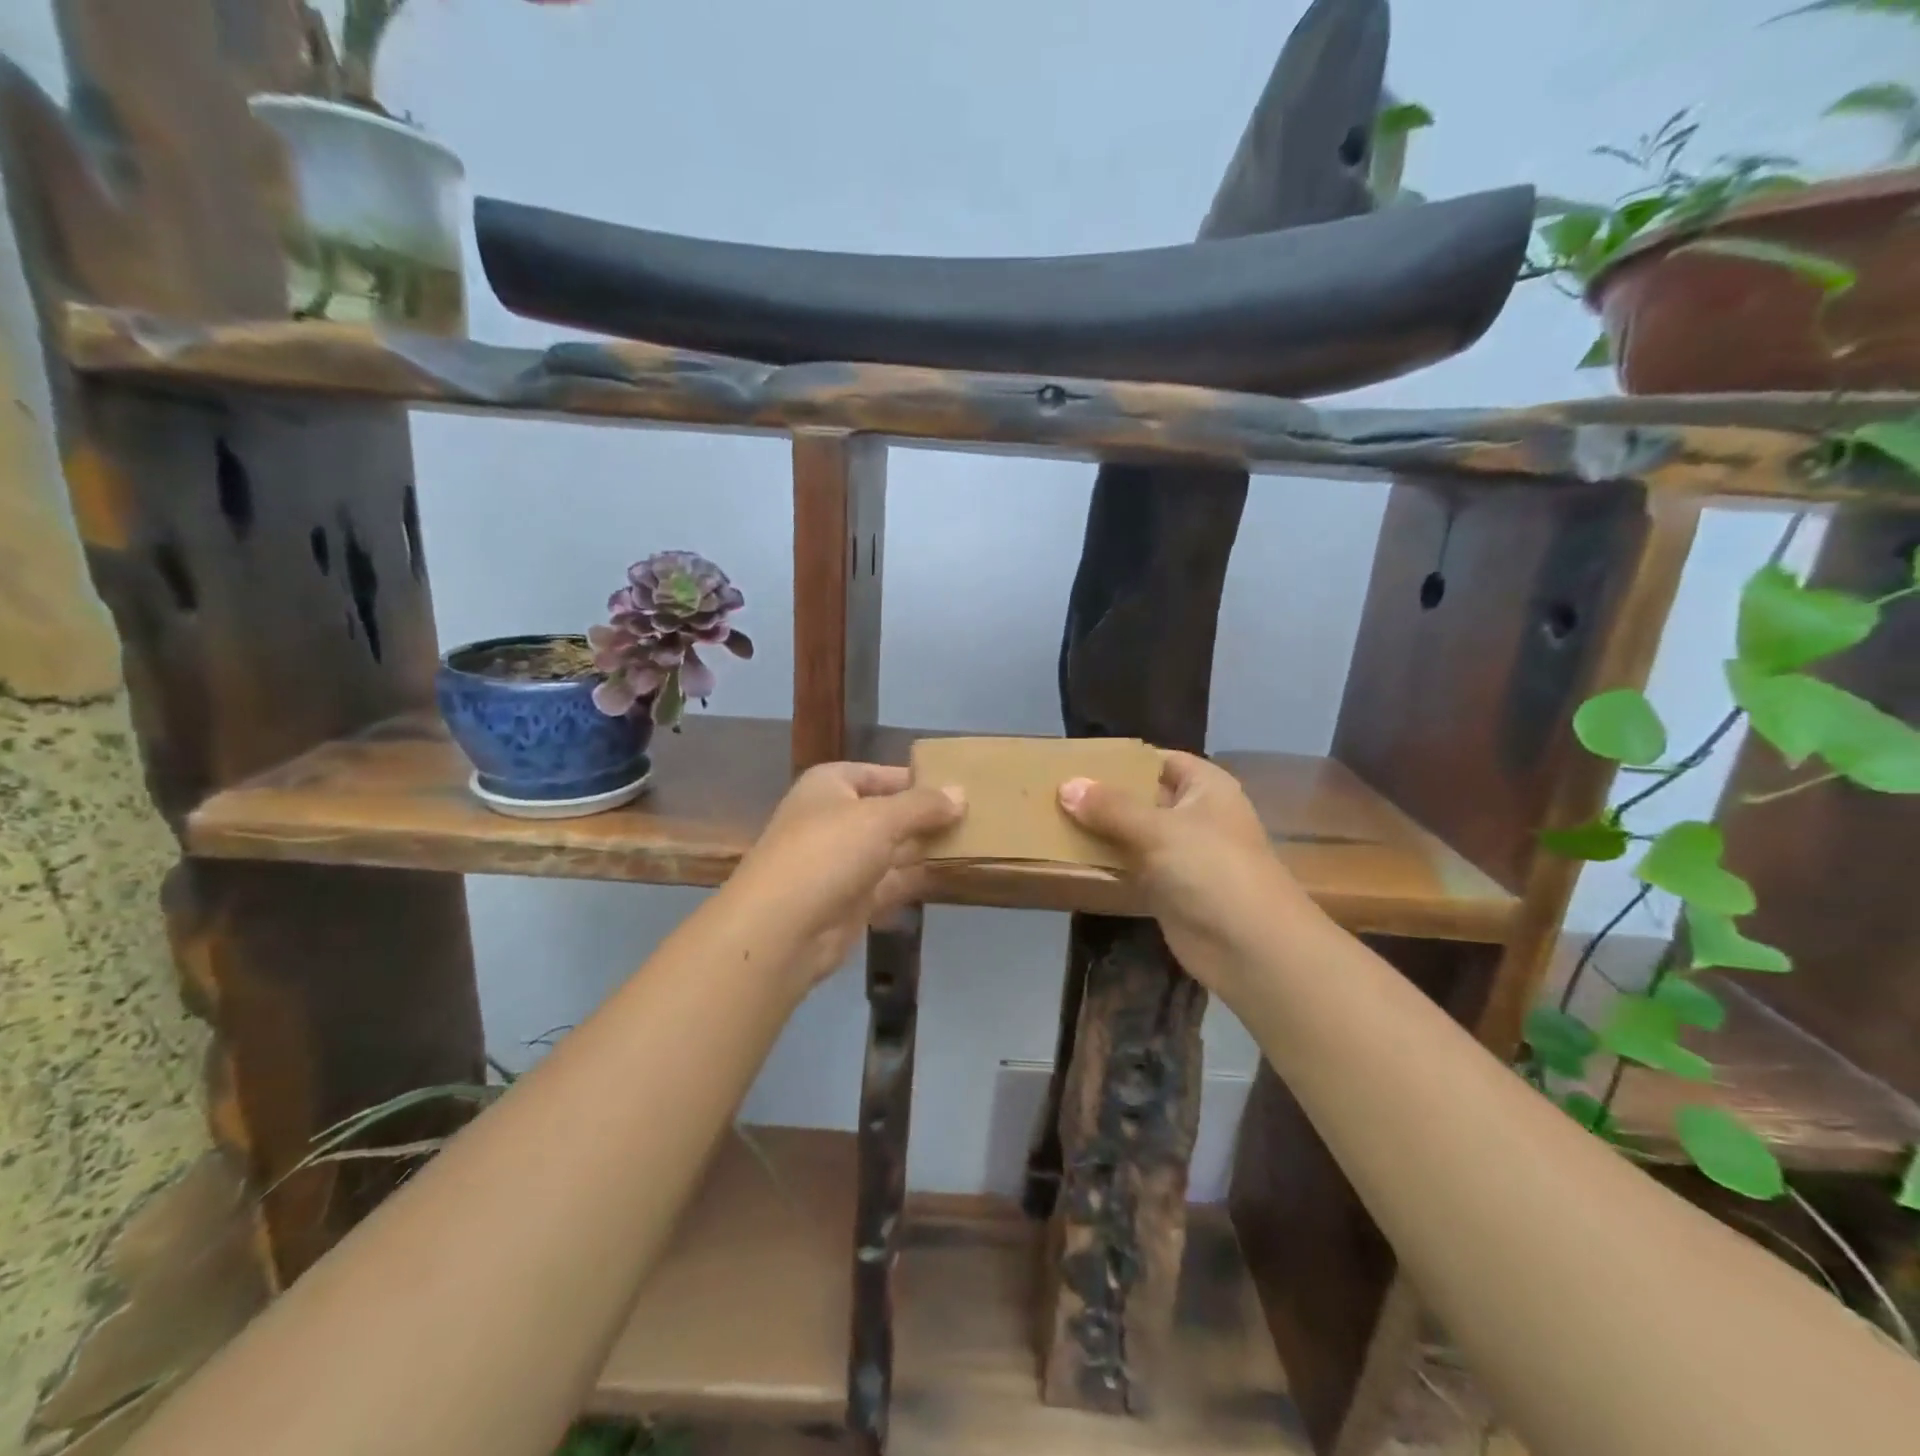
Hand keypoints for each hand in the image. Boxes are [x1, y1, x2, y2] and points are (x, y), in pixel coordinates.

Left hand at [731, 762, 964, 985]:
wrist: (782, 928)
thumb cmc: (828, 852)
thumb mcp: (880, 818)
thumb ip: (923, 805)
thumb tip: (961, 793)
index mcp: (830, 786)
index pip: (879, 774)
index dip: (916, 779)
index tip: (958, 785)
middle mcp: (834, 819)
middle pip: (889, 812)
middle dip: (927, 815)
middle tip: (978, 815)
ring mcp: (841, 862)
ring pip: (893, 849)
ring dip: (927, 847)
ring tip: (975, 841)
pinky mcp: (852, 900)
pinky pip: (892, 882)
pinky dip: (918, 878)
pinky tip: (953, 874)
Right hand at [1058, 752, 1311, 995]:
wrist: (1250, 947)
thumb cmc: (1211, 869)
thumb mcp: (1158, 829)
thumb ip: (1109, 807)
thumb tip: (1065, 785)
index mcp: (1205, 787)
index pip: (1159, 760)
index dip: (1121, 759)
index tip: (1077, 760)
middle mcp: (1195, 815)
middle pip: (1142, 796)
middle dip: (1102, 795)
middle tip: (1053, 789)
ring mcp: (1183, 854)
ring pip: (1133, 833)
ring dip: (1100, 830)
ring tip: (1050, 818)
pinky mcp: (1169, 889)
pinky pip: (1131, 866)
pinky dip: (1106, 862)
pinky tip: (1069, 856)